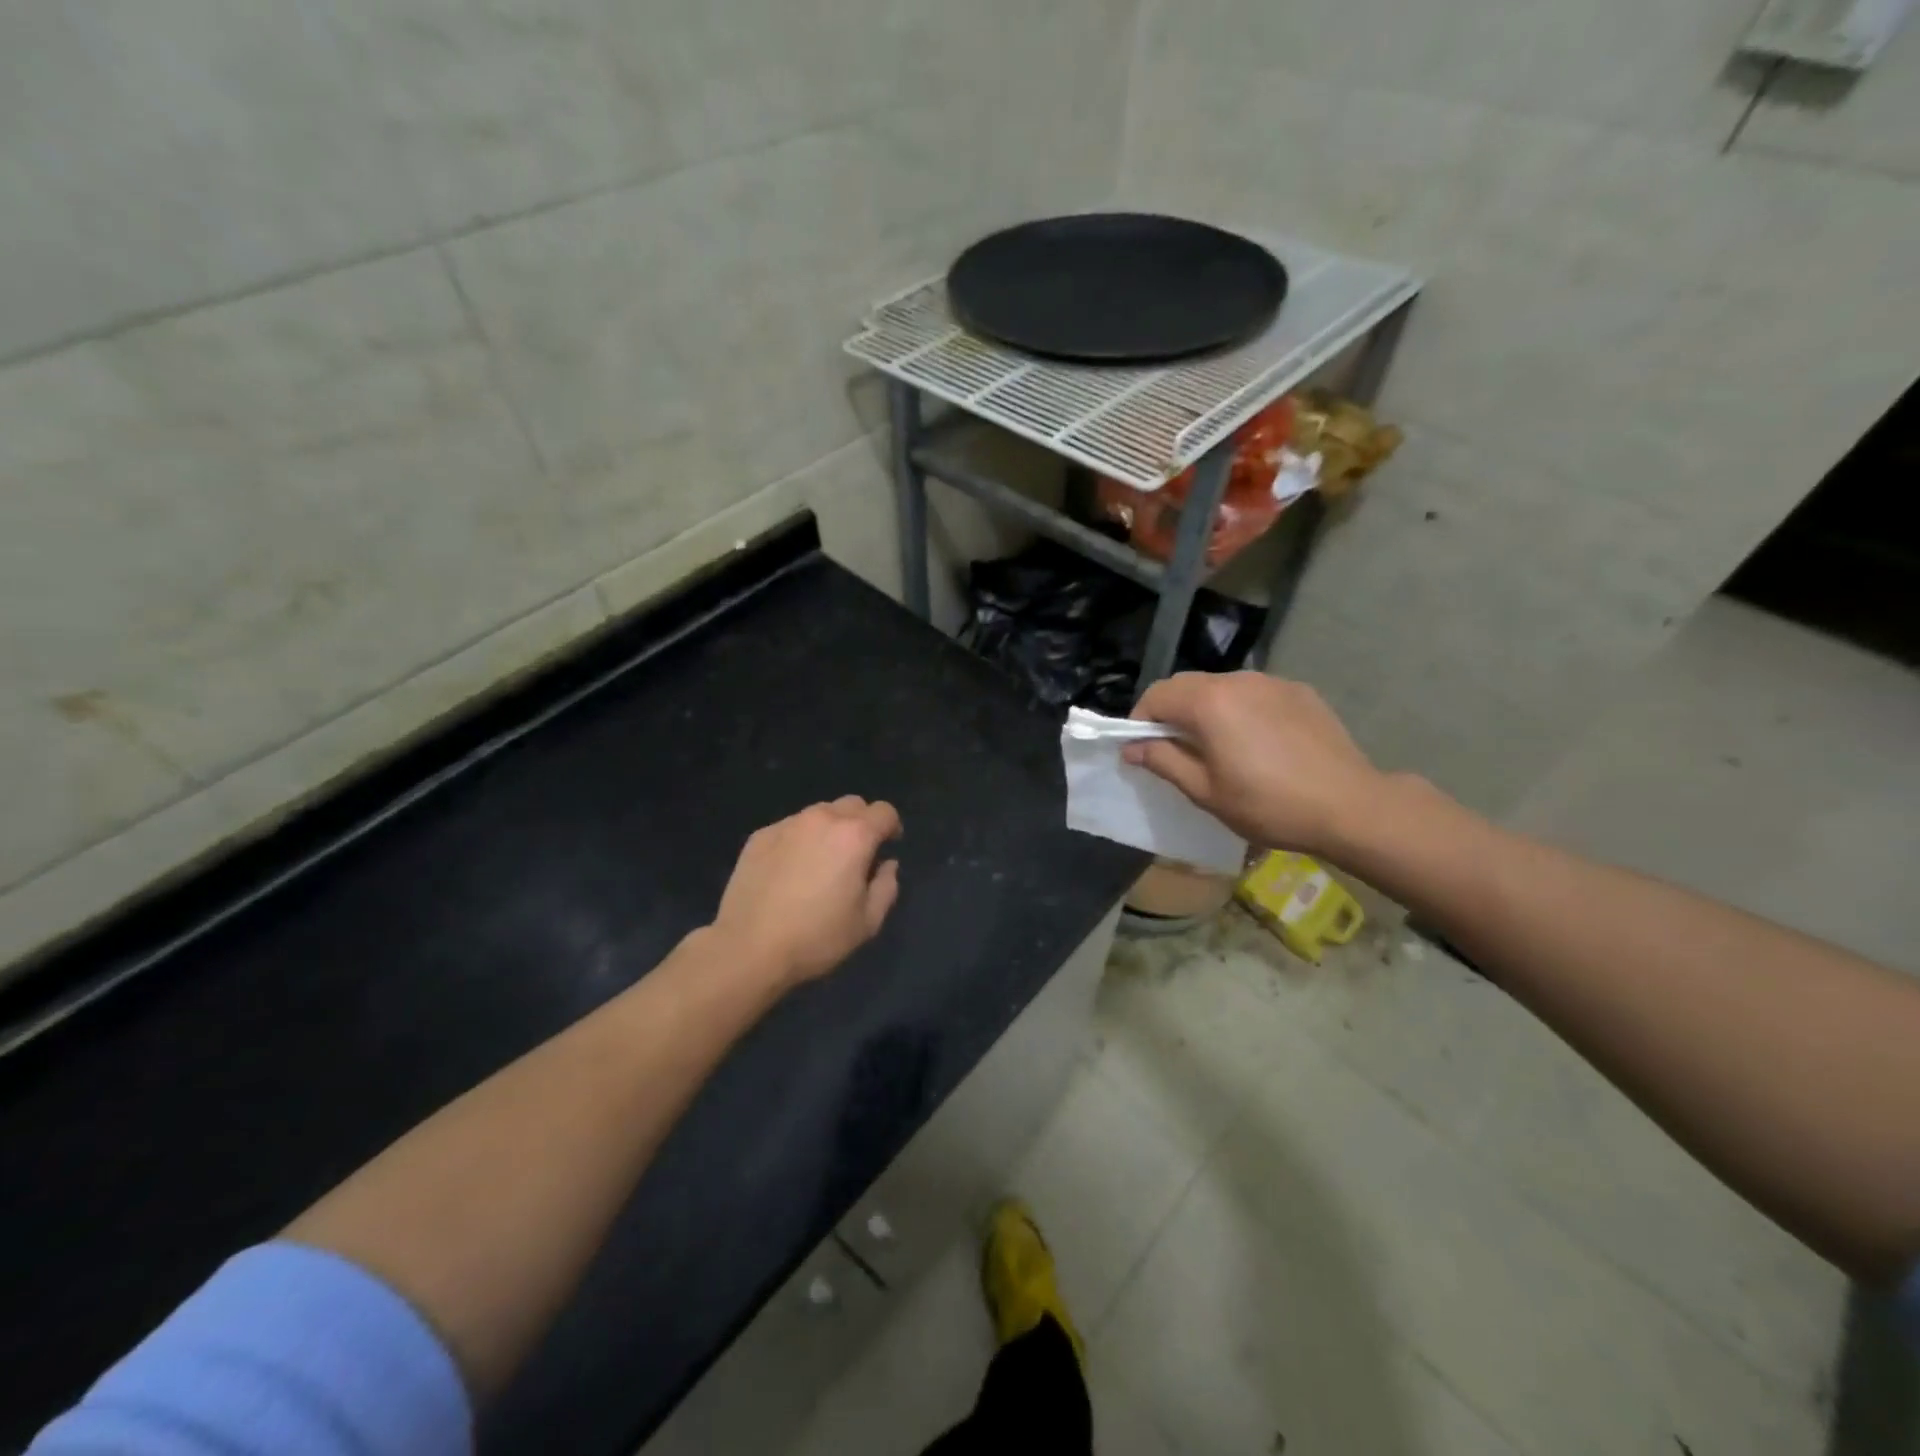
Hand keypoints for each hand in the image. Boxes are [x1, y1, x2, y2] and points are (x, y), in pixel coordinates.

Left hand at [711, 797, 902, 987]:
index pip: (884, 811)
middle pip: (852, 804)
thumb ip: (886, 887)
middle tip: (856, 854)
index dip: (892, 827)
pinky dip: (800, 839)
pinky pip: (791, 827)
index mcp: (854, 836)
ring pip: (820, 813)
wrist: (748, 948)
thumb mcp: (867, 923)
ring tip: (821, 861)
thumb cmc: (816, 938)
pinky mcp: (760, 836)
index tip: (888, 847)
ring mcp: (787, 824)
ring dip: (830, 829)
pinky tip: (790, 870)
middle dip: (862, 822)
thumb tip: (887, 865)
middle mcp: (822, 819)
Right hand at [1124, 672, 1388, 855]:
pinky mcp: (1299, 691)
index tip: (1144, 749)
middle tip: (1177, 750)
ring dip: (1206, 709)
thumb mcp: (1206, 791)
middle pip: (1186, 684)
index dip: (1140, 720)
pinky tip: (1259, 743)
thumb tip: (1131, 747)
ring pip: (1221, 686)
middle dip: (1171, 712)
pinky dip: (1241, 709)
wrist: (1350, 806)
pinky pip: (1254, 693)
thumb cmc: (1269, 804)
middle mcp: (1237, 680)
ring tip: (1219, 746)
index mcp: (1209, 702)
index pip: (1156, 695)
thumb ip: (1163, 761)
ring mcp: (1272, 682)